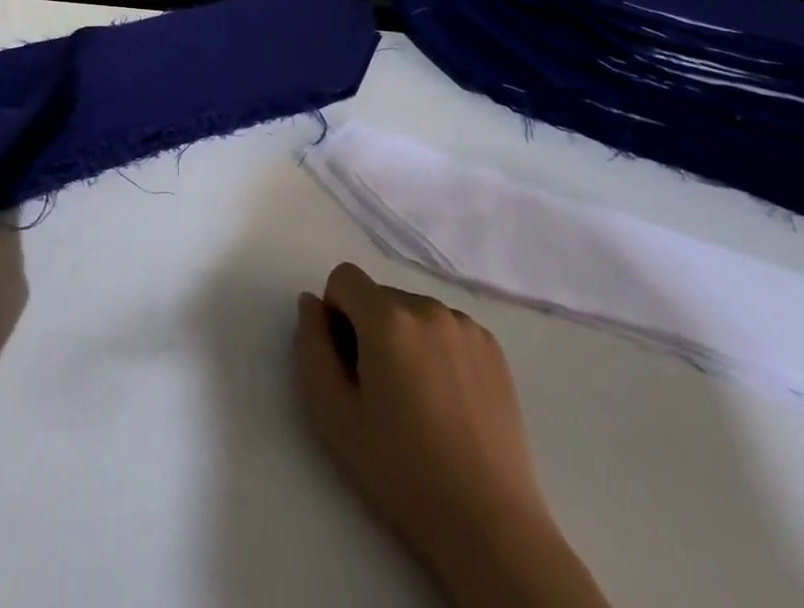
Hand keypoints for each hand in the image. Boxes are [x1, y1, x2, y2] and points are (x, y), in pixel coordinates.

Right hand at [294, 263, 608, 607]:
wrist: (489, 526)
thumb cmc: (401, 471)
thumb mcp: (332, 413)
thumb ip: (311, 345)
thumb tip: (311, 302)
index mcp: (387, 318)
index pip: (343, 278)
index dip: (335, 314)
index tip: (348, 363)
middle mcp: (428, 307)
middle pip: (379, 296)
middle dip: (370, 328)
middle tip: (381, 390)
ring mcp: (466, 326)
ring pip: (413, 311)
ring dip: (404, 338)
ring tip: (418, 399)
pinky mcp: (492, 348)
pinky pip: (446, 328)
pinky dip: (437, 348)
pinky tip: (447, 400)